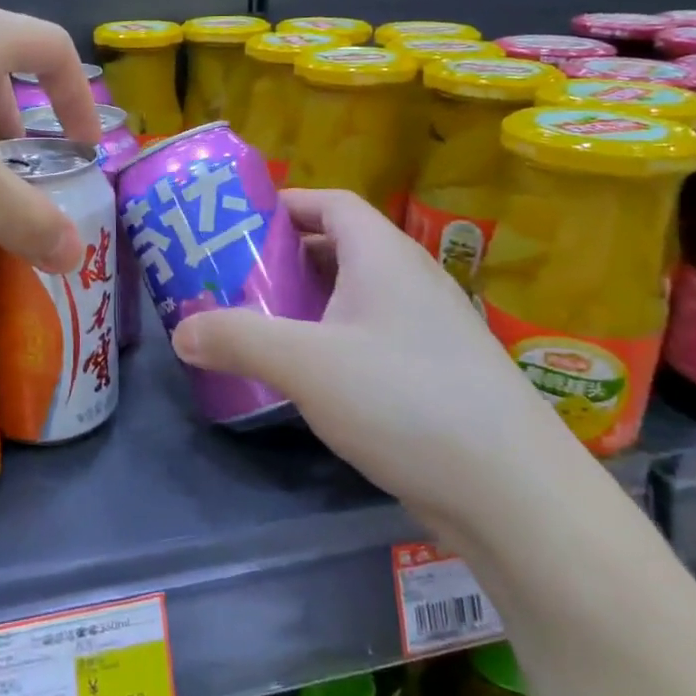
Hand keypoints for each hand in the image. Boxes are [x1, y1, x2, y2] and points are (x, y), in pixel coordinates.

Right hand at [169, 189, 569, 528]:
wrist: (514, 493)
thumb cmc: (405, 400)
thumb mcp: (306, 364)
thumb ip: (237, 339)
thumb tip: (180, 332)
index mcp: (384, 256)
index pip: (331, 203)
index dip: (284, 204)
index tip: (237, 224)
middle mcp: (410, 280)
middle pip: (339, 246)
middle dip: (285, 257)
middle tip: (233, 278)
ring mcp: (428, 328)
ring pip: (355, 295)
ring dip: (308, 301)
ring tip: (259, 323)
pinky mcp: (435, 372)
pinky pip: (372, 335)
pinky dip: (333, 339)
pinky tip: (308, 375)